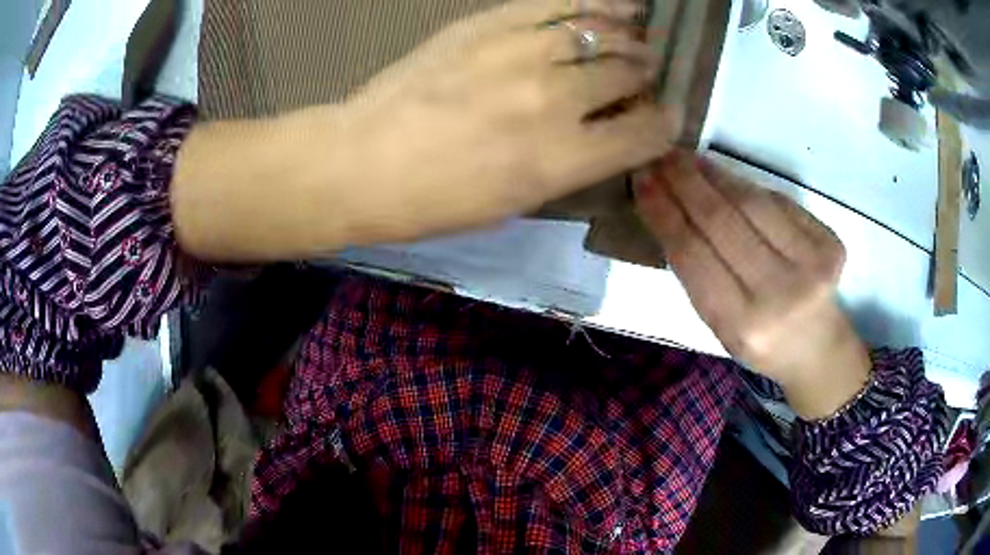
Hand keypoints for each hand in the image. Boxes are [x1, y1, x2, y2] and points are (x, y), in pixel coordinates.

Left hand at [337, 0, 681, 242]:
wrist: (363, 161)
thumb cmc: (436, 201)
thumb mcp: (517, 203)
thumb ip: (574, 164)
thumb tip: (611, 132)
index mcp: (564, 160)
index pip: (647, 132)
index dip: (663, 126)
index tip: (660, 122)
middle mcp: (556, 99)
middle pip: (631, 74)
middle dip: (644, 79)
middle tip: (639, 79)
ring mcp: (523, 52)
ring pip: (605, 34)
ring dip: (629, 40)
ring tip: (634, 42)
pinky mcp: (493, 23)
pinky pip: (563, 3)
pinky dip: (600, 3)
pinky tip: (623, 6)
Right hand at [634, 151, 870, 418]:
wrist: (818, 349)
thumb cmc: (761, 340)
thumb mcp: (718, 325)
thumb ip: (698, 272)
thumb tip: (670, 205)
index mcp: (741, 324)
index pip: (693, 255)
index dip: (664, 211)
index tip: (642, 180)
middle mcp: (779, 294)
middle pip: (723, 221)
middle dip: (685, 183)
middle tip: (662, 157)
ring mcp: (811, 265)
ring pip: (752, 204)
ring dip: (715, 175)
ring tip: (689, 159)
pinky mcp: (830, 243)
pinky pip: (779, 203)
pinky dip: (748, 186)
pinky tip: (728, 177)